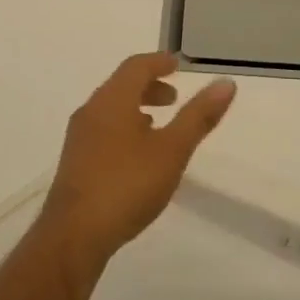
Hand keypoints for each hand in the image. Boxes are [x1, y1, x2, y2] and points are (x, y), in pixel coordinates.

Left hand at [42, 53, 235, 266]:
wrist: (73, 236)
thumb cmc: (126, 185)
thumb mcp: (172, 150)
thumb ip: (198, 116)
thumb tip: (226, 83)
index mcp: (112, 100)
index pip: (136, 66)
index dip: (158, 62)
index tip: (178, 65)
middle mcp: (92, 111)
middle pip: (121, 86)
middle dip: (149, 87)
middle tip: (174, 99)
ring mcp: (79, 138)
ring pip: (111, 110)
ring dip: (136, 109)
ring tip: (158, 127)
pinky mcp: (75, 163)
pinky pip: (103, 131)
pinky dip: (124, 128)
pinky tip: (137, 156)